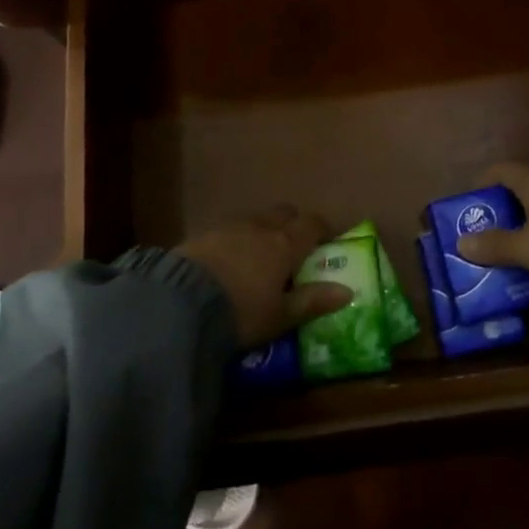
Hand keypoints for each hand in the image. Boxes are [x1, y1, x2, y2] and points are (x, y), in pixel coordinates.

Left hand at [177, 206, 352, 346]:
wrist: (181, 302)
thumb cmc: (241, 311)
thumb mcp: (280, 316)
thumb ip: (313, 301)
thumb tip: (347, 291)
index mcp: (286, 243)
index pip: (312, 224)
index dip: (322, 230)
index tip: (327, 242)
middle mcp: (262, 226)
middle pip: (285, 213)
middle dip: (294, 224)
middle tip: (295, 248)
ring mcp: (231, 225)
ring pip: (258, 218)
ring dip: (265, 230)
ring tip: (261, 256)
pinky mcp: (205, 232)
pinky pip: (232, 228)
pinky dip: (239, 238)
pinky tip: (232, 260)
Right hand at [455, 163, 528, 287]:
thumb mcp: (525, 248)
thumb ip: (495, 246)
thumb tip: (461, 242)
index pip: (500, 171)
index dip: (481, 184)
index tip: (469, 206)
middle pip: (521, 196)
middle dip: (503, 218)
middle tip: (485, 240)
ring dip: (527, 239)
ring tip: (510, 264)